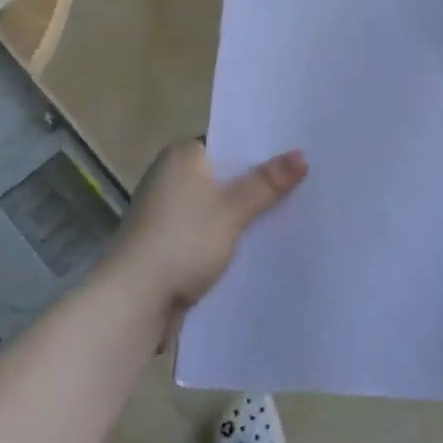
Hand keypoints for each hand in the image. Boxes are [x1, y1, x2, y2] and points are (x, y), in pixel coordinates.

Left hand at [105, 140, 307, 323]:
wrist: (136, 300)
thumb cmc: (182, 241)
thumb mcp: (231, 208)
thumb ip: (266, 182)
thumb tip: (301, 154)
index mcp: (181, 157)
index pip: (228, 142)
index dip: (262, 149)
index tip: (298, 153)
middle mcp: (171, 178)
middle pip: (226, 175)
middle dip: (259, 184)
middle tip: (307, 182)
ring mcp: (169, 213)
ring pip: (220, 207)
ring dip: (247, 214)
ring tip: (295, 212)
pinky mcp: (172, 244)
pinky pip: (211, 232)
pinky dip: (232, 237)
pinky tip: (263, 244)